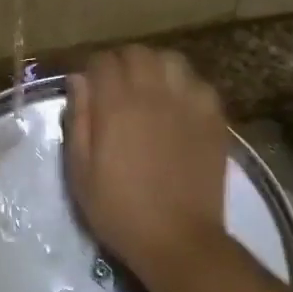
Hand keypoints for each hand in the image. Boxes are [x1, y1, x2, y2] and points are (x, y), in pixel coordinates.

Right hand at [65, 47, 229, 290]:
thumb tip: (78, 81)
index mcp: (117, 104)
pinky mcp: (214, 118)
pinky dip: (184, 86)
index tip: (89, 89)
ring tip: (148, 91)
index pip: (103, 61)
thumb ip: (78, 119)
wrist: (177, 239)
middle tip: (116, 89)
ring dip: (155, 68)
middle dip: (122, 63)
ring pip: (171, 60)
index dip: (93, 70)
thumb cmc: (118, 209)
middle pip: (138, 52)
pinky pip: (199, 83)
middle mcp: (154, 93)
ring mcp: (189, 102)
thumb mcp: (80, 171)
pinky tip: (177, 108)